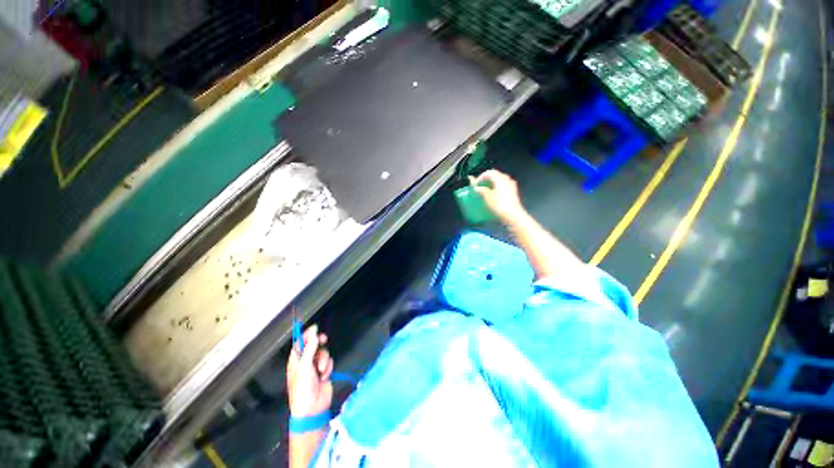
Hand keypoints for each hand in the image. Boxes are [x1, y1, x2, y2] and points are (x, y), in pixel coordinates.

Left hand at [287, 325, 333, 417]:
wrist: (313, 408)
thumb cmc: (303, 389)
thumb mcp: (304, 366)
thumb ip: (310, 348)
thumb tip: (314, 332)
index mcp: (295, 361)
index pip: (300, 344)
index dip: (306, 335)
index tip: (315, 328)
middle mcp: (305, 362)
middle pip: (313, 346)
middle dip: (319, 344)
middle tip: (323, 340)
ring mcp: (315, 367)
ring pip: (323, 353)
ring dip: (324, 359)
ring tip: (321, 370)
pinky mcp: (324, 372)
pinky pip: (329, 361)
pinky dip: (328, 367)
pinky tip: (325, 375)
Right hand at [472, 170, 526, 223]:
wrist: (513, 215)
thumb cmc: (499, 205)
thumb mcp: (487, 197)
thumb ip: (481, 190)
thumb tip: (477, 188)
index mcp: (500, 178)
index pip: (489, 172)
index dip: (481, 177)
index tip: (475, 184)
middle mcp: (507, 179)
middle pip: (495, 175)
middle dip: (486, 179)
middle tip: (479, 186)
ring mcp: (511, 185)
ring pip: (499, 180)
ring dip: (492, 183)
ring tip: (485, 190)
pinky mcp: (513, 192)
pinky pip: (503, 186)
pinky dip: (497, 187)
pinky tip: (493, 194)